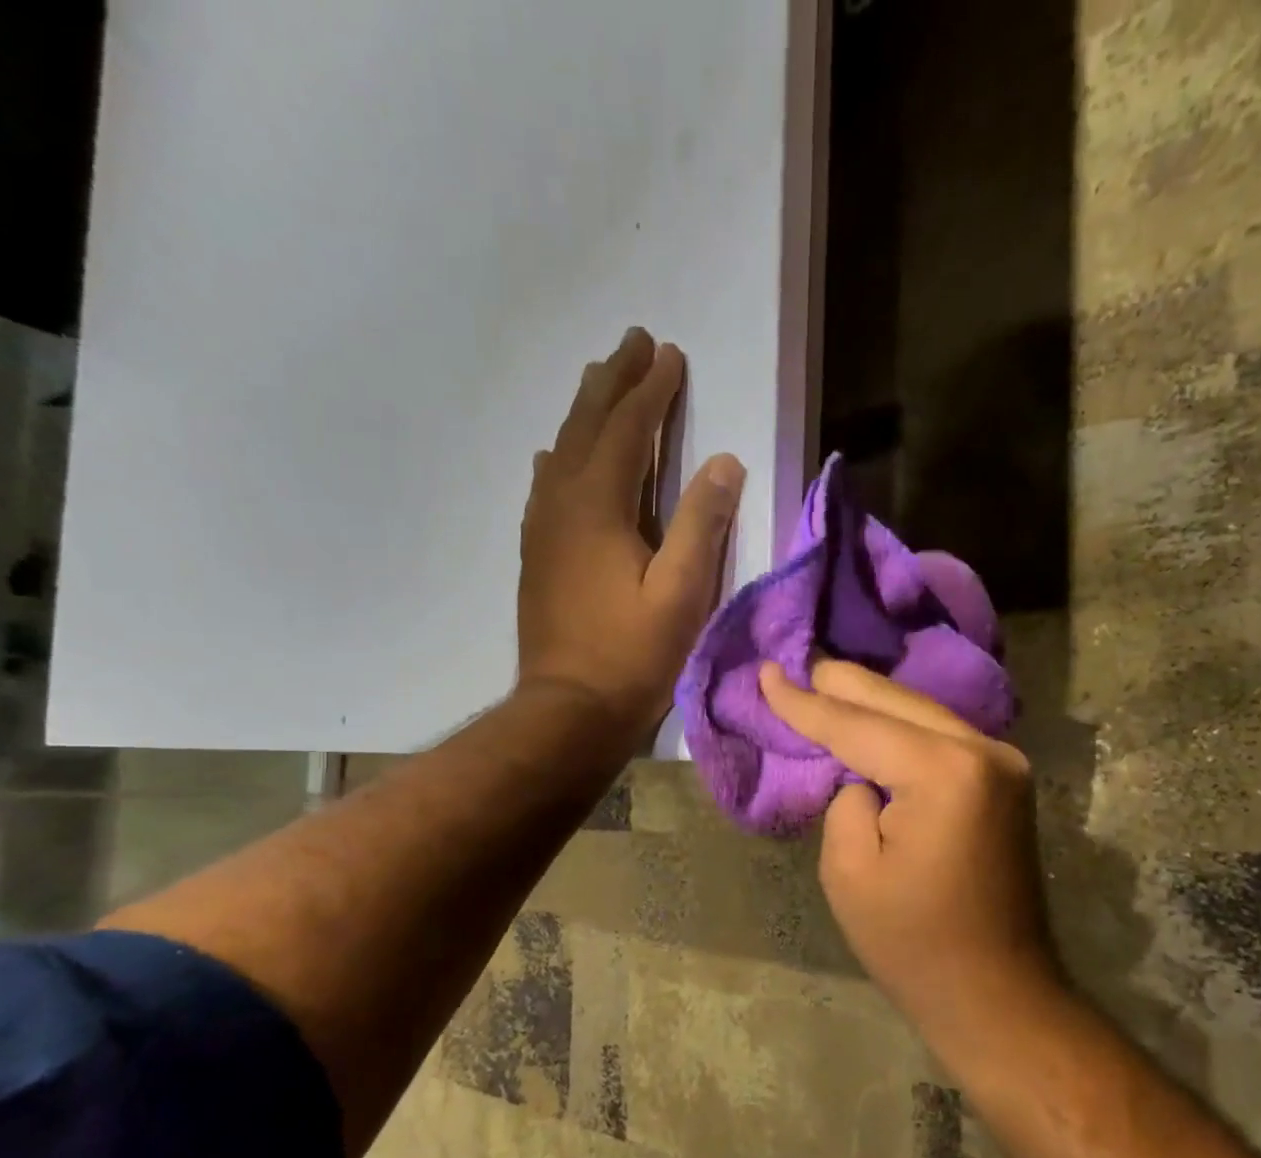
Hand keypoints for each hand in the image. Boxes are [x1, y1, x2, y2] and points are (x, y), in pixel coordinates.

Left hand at [518, 329, 744, 735]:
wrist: (569, 709)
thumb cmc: (632, 655)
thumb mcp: (681, 593)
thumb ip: (701, 523)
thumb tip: (723, 461)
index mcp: (599, 507)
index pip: (627, 430)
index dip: (650, 390)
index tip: (668, 353)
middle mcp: (562, 504)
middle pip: (586, 427)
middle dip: (612, 383)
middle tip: (633, 344)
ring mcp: (542, 529)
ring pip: (562, 451)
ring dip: (585, 413)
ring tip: (601, 384)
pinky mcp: (536, 555)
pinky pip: (546, 486)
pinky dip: (562, 458)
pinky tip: (559, 457)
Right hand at [758, 659, 1054, 1024]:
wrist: (997, 994)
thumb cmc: (914, 943)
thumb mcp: (850, 871)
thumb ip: (847, 800)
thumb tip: (863, 776)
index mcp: (943, 771)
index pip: (857, 725)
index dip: (805, 702)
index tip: (766, 673)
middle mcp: (983, 751)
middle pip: (896, 702)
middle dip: (841, 685)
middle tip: (796, 663)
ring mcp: (1003, 762)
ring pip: (921, 712)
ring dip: (872, 701)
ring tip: (824, 682)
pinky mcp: (1005, 780)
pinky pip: (941, 735)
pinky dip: (901, 725)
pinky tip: (872, 717)